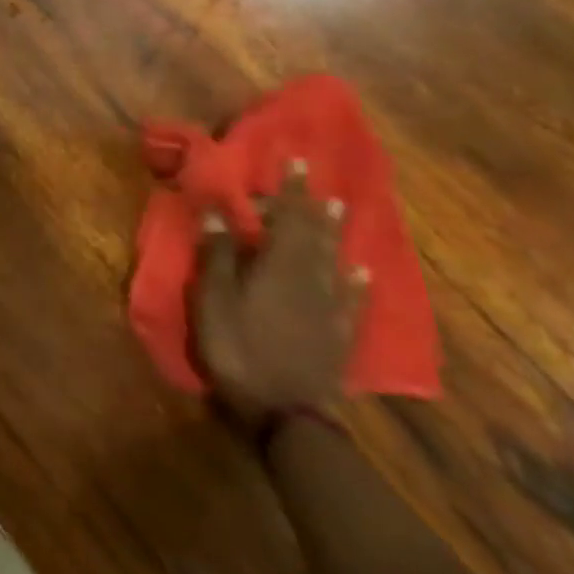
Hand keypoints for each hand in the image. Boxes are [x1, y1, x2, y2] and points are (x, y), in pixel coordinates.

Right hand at [194, 160, 368, 424]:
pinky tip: (360, 272)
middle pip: (313, 236)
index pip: (287, 219)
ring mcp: (329, 309)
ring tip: (339, 209)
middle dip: (311, 204)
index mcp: (278, 268)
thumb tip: (219, 212)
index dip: (289, 191)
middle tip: (314, 177)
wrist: (284, 411)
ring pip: (334, 261)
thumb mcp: (212, 299)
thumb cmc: (237, 347)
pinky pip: (351, 300)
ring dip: (334, 233)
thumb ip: (217, 255)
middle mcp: (310, 280)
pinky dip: (355, 281)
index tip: (293, 161)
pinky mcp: (339, 335)